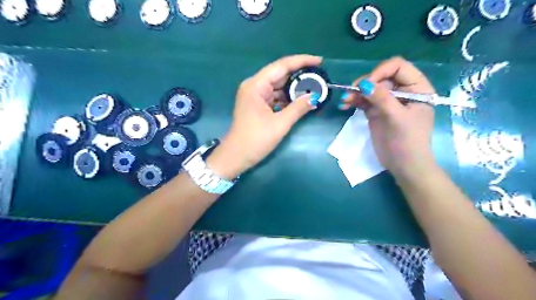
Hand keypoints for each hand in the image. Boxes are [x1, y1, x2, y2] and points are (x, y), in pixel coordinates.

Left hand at [207, 55, 319, 179]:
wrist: (236, 156)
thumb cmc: (255, 140)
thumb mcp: (280, 124)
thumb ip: (298, 108)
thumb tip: (315, 96)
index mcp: (256, 86)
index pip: (281, 66)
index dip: (301, 61)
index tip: (319, 61)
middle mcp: (254, 86)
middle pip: (279, 74)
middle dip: (300, 75)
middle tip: (320, 75)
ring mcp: (255, 95)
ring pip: (278, 86)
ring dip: (294, 87)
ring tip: (314, 87)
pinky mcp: (257, 105)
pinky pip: (275, 96)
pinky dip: (287, 97)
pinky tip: (300, 99)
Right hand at [340, 56, 436, 178]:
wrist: (403, 165)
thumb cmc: (408, 141)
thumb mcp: (397, 118)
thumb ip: (382, 99)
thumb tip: (364, 83)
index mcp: (416, 88)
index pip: (398, 67)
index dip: (381, 72)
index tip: (367, 85)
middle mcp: (402, 91)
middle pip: (380, 77)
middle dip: (365, 84)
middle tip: (352, 93)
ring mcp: (387, 102)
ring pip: (369, 89)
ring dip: (355, 92)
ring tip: (344, 100)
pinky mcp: (376, 111)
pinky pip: (363, 100)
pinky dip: (354, 101)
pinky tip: (345, 104)